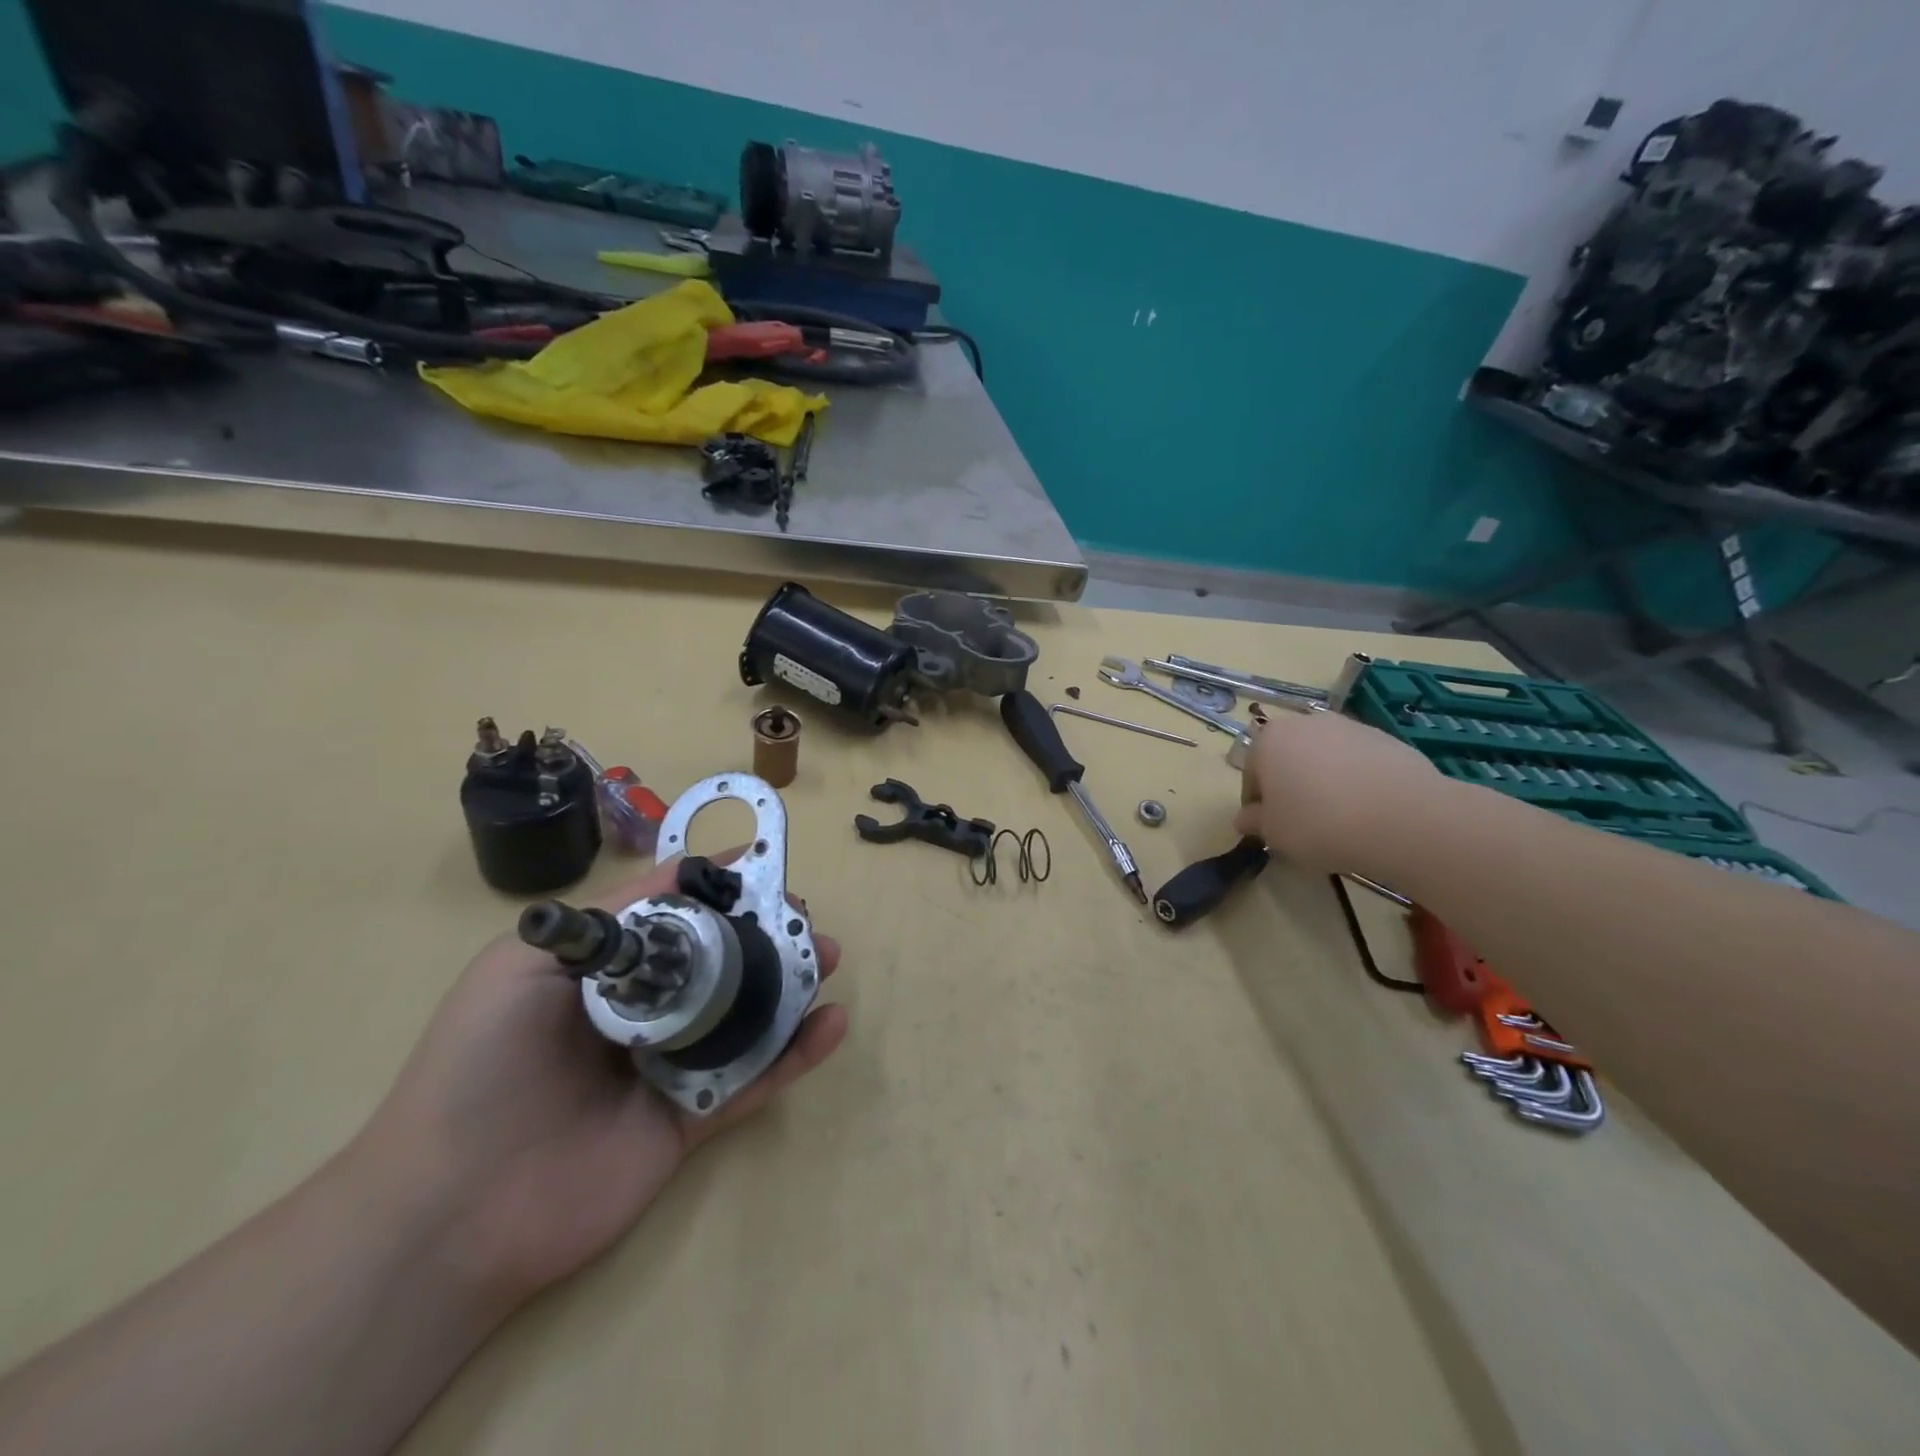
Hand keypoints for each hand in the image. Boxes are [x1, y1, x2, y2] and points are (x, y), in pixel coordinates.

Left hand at [354, 854, 845, 1310]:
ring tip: (827, 956)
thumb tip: (682, 869)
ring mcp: (673, 1067)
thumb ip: (611, 917)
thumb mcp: (526, 964)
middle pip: (723, 962)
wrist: (451, 1209)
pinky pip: (755, 1078)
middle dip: (768, 932)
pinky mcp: (694, 1120)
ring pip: (748, 1015)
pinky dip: (798, 1052)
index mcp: (608, 973)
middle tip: (804, 915)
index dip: (720, 890)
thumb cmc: (481, 1065)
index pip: (677, 918)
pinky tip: (833, 1024)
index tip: (764, 866)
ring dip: (794, 983)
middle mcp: (647, 1012)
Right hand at [1232, 709, 1441, 874]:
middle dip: (1290, 785)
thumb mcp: (1274, 832)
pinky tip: (1367, 810)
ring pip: (1324, 758)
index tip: (1270, 827)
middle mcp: (1305, 723)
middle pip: (1288, 758)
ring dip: (1323, 781)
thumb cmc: (1319, 822)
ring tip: (1339, 818)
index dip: (1258, 803)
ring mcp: (1349, 726)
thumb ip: (1254, 821)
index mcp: (1268, 739)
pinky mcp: (1386, 738)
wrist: (1403, 818)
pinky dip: (1357, 781)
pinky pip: (1358, 762)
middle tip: (1302, 820)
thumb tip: (1246, 818)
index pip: (1252, 773)